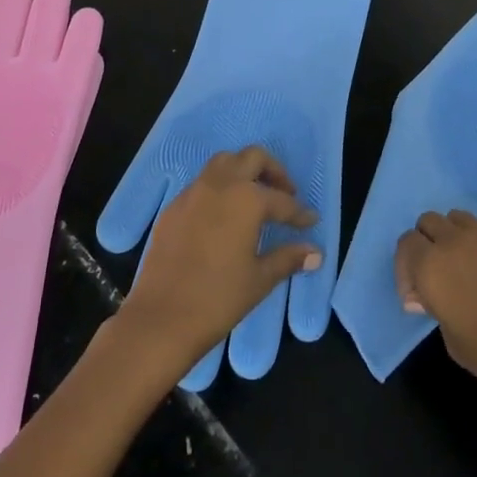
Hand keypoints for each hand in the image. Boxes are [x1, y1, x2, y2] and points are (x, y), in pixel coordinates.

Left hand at [114, 147, 319, 378]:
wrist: (161, 318)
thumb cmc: (218, 298)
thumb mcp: (260, 279)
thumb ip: (288, 258)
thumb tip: (315, 253)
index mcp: (246, 199)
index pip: (282, 201)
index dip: (300, 213)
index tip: (311, 221)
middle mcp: (219, 185)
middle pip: (252, 158)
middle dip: (273, 171)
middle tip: (285, 194)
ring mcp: (192, 193)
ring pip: (223, 163)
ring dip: (243, 171)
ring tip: (255, 198)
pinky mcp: (172, 207)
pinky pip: (201, 184)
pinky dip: (219, 189)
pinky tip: (224, 216)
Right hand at [395, 211, 476, 410]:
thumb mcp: (453, 342)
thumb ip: (434, 308)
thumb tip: (425, 294)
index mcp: (431, 267)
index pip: (405, 245)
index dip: (406, 268)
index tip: (417, 296)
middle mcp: (453, 242)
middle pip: (428, 222)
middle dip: (426, 244)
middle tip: (437, 275)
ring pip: (457, 217)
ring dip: (453, 236)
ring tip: (465, 265)